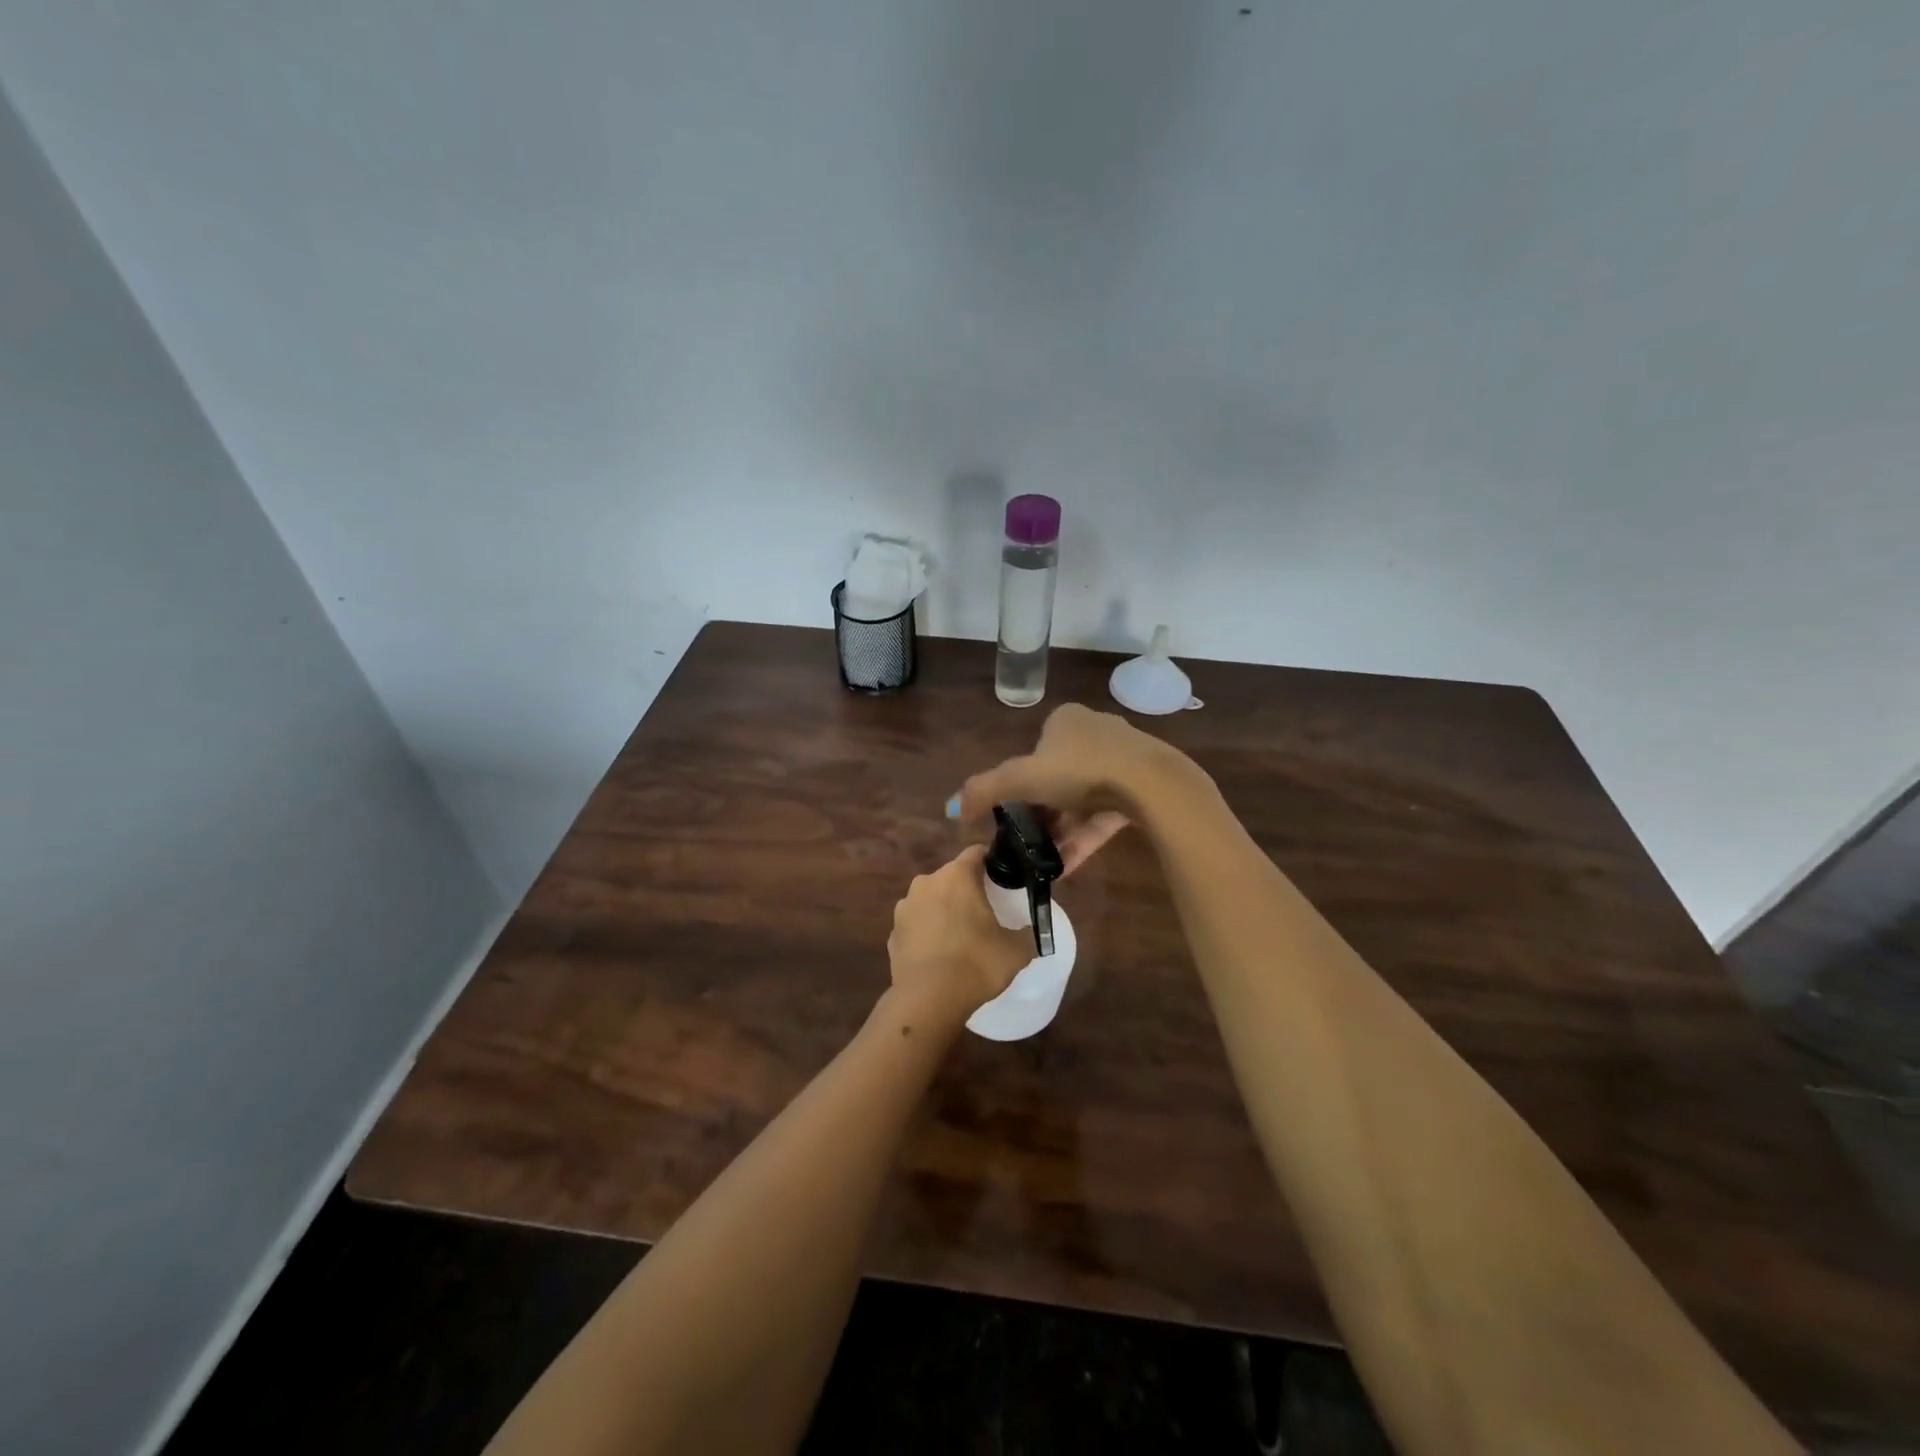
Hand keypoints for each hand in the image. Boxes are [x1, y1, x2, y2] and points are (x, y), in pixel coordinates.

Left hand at [887, 845, 1034, 1025]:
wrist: (928, 1000)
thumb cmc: (976, 964)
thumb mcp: (1016, 951)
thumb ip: (1029, 934)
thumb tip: (1032, 931)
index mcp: (957, 876)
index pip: (976, 853)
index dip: (991, 861)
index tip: (1003, 877)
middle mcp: (926, 882)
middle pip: (951, 876)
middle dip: (966, 889)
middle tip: (985, 911)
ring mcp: (905, 907)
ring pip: (930, 899)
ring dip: (944, 909)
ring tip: (960, 935)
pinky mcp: (893, 932)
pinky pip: (916, 924)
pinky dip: (927, 932)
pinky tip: (939, 954)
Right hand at [952, 704, 1193, 871]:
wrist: (1151, 784)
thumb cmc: (1080, 770)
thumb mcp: (1022, 779)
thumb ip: (984, 791)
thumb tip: (950, 808)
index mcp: (1066, 720)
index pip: (1035, 753)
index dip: (1021, 785)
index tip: (1014, 816)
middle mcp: (1095, 732)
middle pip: (1059, 779)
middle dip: (1043, 814)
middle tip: (1029, 843)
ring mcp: (1123, 760)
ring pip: (1083, 800)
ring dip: (1063, 831)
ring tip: (1046, 863)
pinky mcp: (1143, 788)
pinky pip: (1106, 815)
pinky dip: (1086, 838)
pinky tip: (1069, 866)